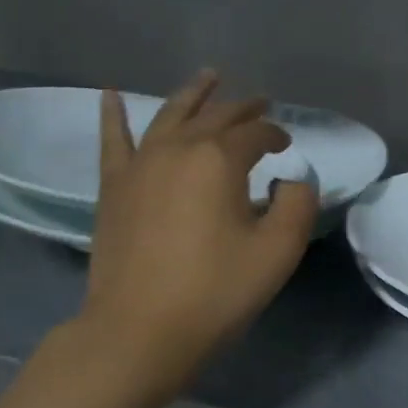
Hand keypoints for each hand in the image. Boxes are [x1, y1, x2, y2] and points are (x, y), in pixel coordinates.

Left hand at [75, 71, 317, 391]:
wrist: (140, 331)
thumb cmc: (216, 291)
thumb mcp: (278, 251)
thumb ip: (297, 205)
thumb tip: (291, 181)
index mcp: (219, 160)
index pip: (256, 134)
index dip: (276, 135)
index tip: (288, 146)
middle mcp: (177, 149)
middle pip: (216, 117)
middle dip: (243, 108)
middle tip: (262, 101)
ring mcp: (140, 165)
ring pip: (170, 116)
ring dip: (194, 94)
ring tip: (209, 76)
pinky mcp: (114, 187)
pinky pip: (113, 141)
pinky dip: (112, 115)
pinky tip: (109, 94)